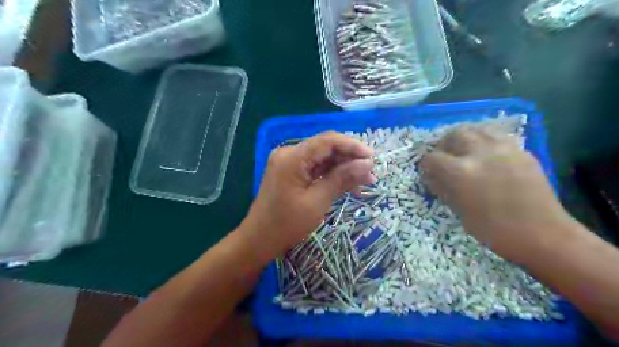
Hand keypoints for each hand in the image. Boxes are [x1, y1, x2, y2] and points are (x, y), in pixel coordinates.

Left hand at [241, 131, 377, 258]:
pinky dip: (331, 176)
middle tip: (371, 175)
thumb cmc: (287, 224)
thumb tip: (367, 164)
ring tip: (365, 182)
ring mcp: (289, 163)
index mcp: (292, 157)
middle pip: (326, 149)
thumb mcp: (317, 202)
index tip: (373, 158)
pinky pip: (315, 169)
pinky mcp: (291, 172)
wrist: (259, 240)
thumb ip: (341, 179)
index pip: (328, 141)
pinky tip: (348, 185)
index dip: (353, 146)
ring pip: (323, 159)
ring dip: (343, 169)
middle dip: (350, 160)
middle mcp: (290, 154)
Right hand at [418, 128, 571, 261]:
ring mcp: (503, 149)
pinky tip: (485, 153)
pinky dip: (484, 140)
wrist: (542, 234)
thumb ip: (443, 189)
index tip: (428, 172)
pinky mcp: (520, 150)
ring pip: (476, 129)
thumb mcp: (459, 211)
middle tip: (444, 156)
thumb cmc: (493, 230)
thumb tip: (432, 177)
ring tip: (463, 150)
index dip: (426, 165)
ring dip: (464, 138)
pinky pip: (496, 135)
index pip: (432, 158)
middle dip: (444, 145)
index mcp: (461, 172)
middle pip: (454, 135)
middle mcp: (480, 153)